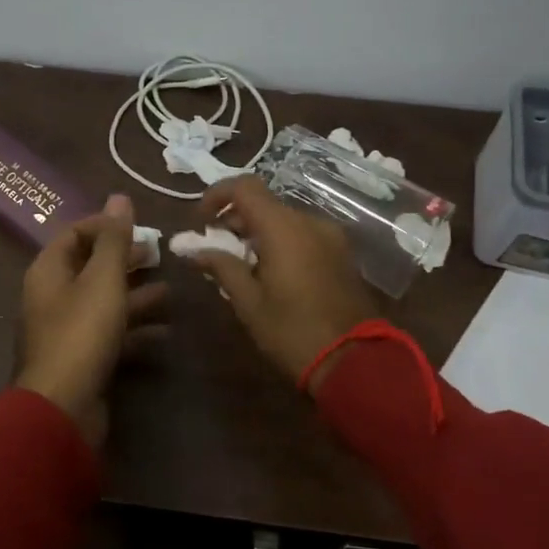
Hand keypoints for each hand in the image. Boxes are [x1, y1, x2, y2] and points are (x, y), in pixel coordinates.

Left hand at [17, 194, 168, 447]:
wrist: (63, 408)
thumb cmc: (81, 333)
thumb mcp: (103, 280)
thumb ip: (114, 240)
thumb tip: (118, 197)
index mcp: (49, 271)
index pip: (74, 234)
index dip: (106, 226)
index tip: (140, 226)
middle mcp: (53, 297)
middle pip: (90, 268)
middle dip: (125, 260)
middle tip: (159, 254)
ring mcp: (67, 330)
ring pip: (104, 303)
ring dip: (135, 296)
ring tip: (171, 293)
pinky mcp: (83, 359)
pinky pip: (110, 335)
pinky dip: (135, 331)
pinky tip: (165, 332)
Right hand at [193, 176, 379, 388]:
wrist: (355, 361)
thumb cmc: (292, 331)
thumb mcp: (248, 302)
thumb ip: (221, 266)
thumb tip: (193, 249)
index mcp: (283, 227)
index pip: (244, 187)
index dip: (217, 195)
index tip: (201, 220)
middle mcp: (309, 222)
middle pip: (264, 203)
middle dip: (235, 219)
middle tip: (215, 249)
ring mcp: (330, 237)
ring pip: (284, 220)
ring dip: (258, 232)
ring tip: (240, 265)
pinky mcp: (341, 254)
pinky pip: (303, 235)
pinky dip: (280, 242)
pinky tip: (269, 273)